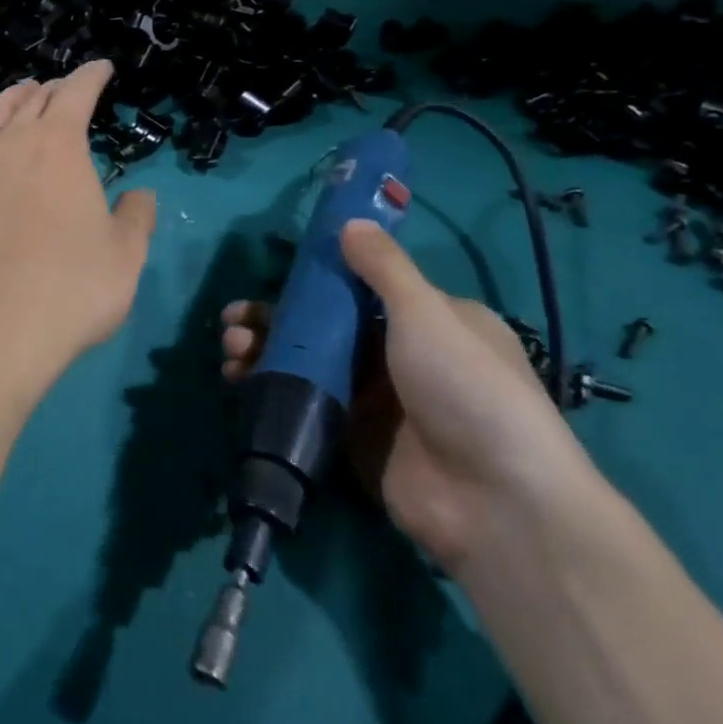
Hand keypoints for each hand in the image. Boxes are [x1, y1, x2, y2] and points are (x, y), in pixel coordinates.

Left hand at [0, 60, 156, 416]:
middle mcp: (9, 144)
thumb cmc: (68, 290)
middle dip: (54, 89)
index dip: (92, 75)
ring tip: (24, 98)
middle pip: (31, 99)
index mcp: (57, 144)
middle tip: (67, 90)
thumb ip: (137, 218)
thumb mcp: (124, 257)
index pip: (76, 92)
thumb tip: (139, 195)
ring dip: (13, 101)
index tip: (102, 67)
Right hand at [221, 220, 591, 571]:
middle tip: (234, 319)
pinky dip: (269, 387)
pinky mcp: (351, 437)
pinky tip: (238, 379)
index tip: (276, 276)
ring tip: (230, 348)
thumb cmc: (465, 386)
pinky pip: (303, 402)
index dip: (316, 279)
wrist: (492, 501)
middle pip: (325, 325)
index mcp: (428, 319)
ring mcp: (373, 398)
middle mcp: (399, 354)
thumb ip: (383, 267)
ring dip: (264, 349)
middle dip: (276, 318)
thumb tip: (350, 222)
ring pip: (307, 361)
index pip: (361, 288)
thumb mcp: (427, 312)